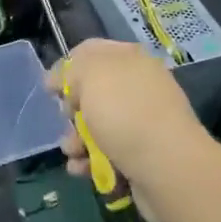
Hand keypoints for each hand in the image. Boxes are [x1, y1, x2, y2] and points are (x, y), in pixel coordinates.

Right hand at [51, 38, 214, 221]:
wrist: (168, 169)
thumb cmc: (126, 114)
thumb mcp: (91, 76)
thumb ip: (71, 70)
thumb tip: (60, 78)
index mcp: (130, 60)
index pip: (92, 51)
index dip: (68, 66)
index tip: (52, 88)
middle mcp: (138, 87)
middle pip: (92, 92)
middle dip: (72, 110)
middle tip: (67, 119)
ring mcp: (142, 123)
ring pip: (97, 127)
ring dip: (77, 140)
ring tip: (74, 153)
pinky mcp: (141, 157)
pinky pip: (107, 155)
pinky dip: (91, 162)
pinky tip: (82, 170)